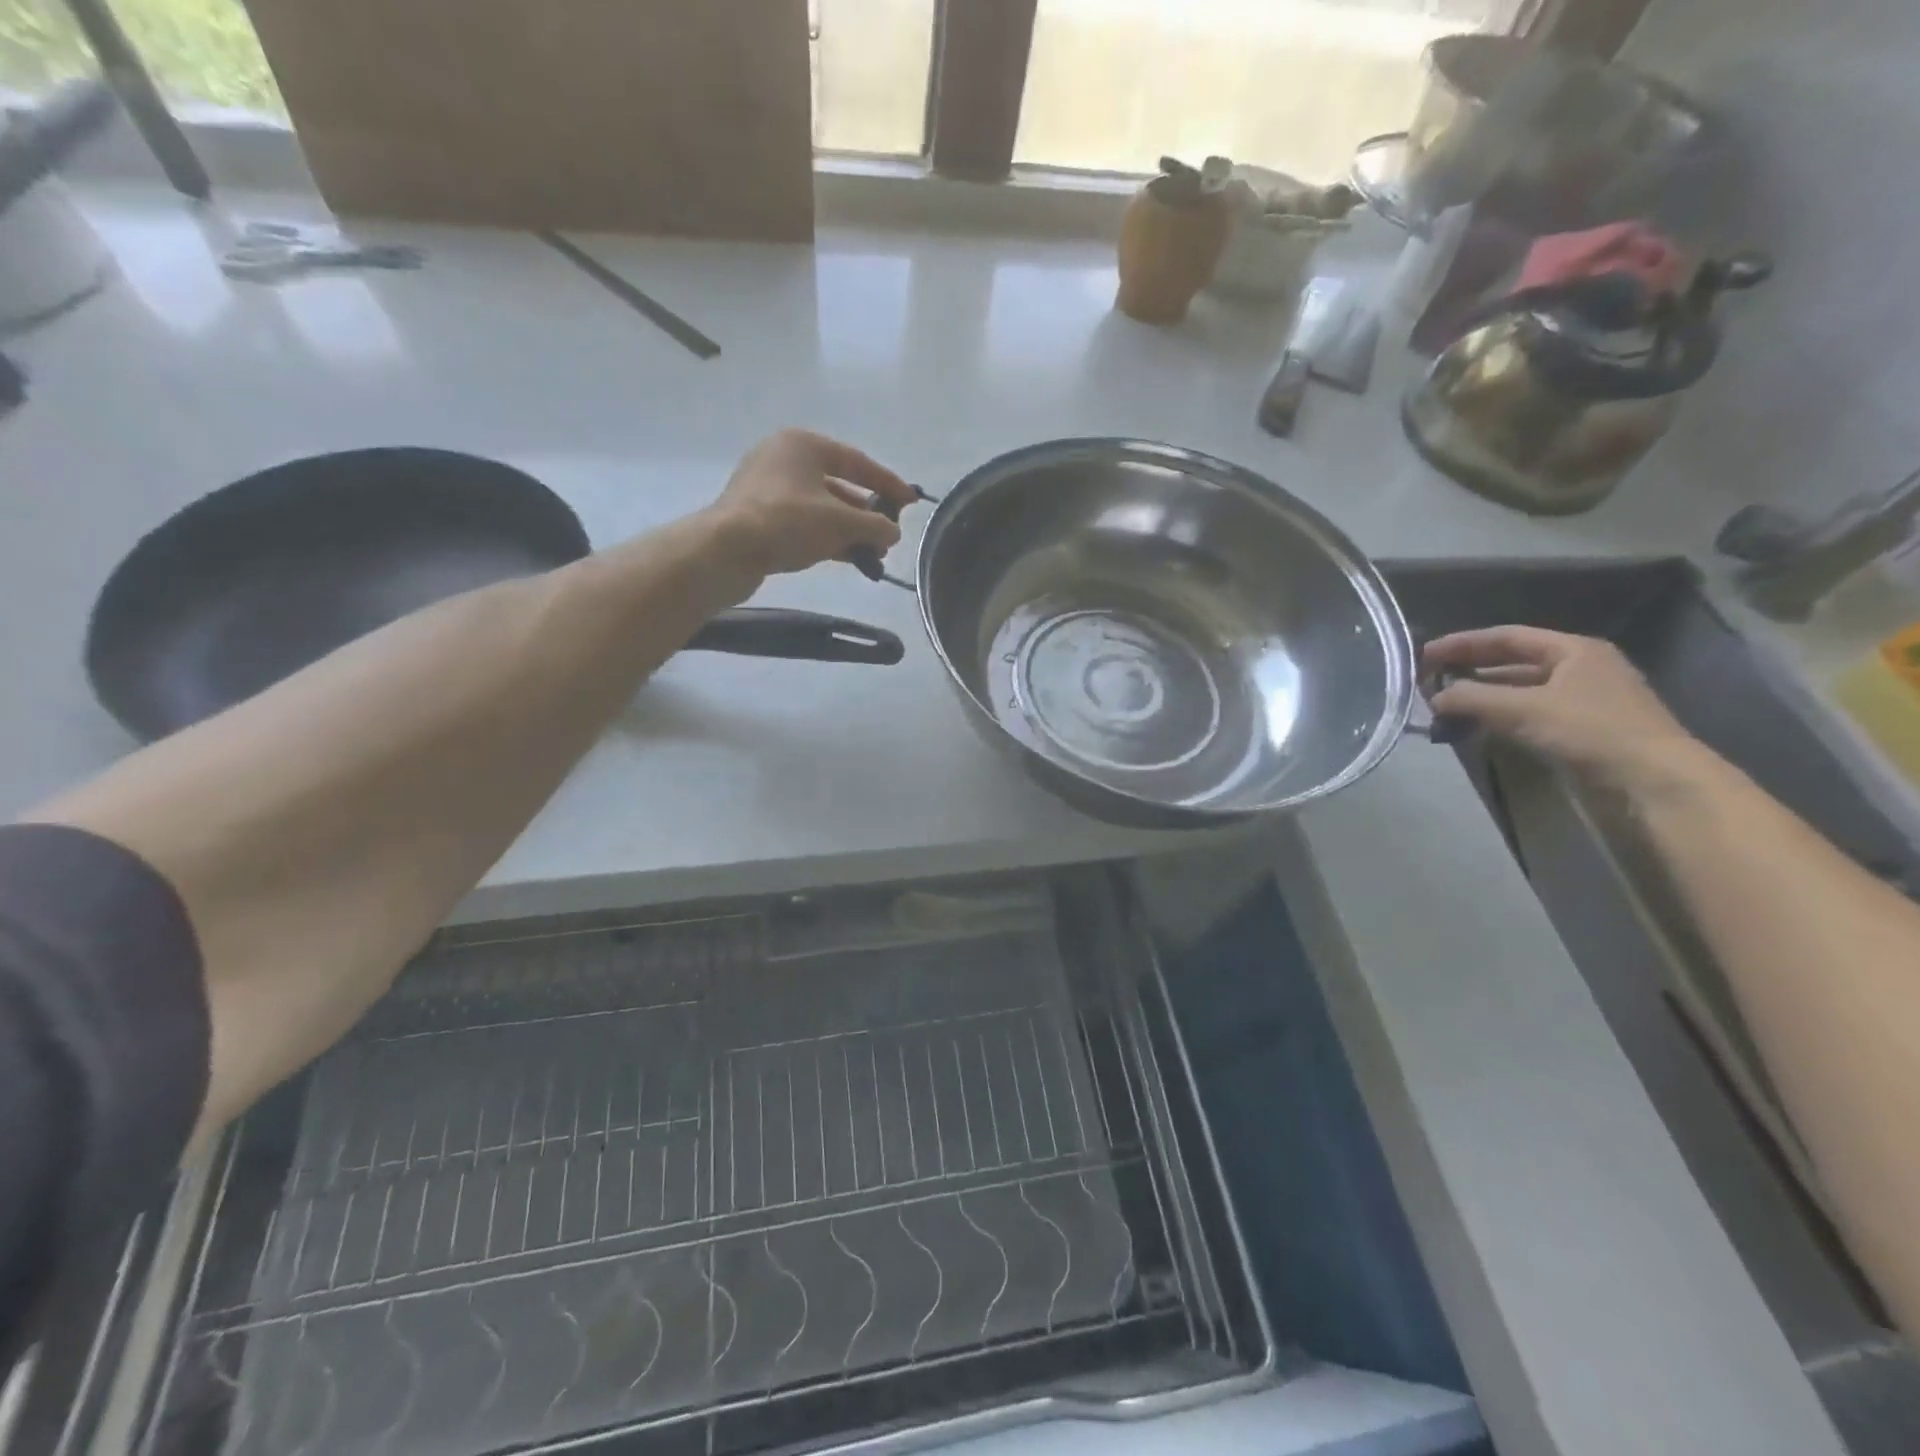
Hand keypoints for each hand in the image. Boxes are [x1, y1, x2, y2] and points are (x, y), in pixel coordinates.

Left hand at [703, 429, 914, 580]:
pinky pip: (804, 523)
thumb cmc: (786, 522)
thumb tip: (893, 532)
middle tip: (890, 534)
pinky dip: (828, 537)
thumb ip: (874, 525)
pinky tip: (849, 557)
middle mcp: (784, 459)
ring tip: (874, 553)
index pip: (857, 462)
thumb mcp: (839, 522)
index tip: (911, 502)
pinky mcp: (760, 517)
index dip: (888, 483)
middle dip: (867, 513)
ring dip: (849, 529)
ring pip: (821, 507)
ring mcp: (769, 489)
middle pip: (839, 484)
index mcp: (803, 445)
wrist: (726, 551)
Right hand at [1425, 627, 1700, 789]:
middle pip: (1513, 662)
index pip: (1507, 637)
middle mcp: (1580, 669)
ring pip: (1520, 691)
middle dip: (1471, 670)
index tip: (1425, 654)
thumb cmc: (1592, 731)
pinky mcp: (1581, 731)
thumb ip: (1473, 699)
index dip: (1464, 643)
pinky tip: (1477, 727)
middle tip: (1431, 680)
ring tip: (1446, 706)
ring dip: (1483, 697)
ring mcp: (1582, 701)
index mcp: (1574, 650)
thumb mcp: (1524, 709)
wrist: (1653, 782)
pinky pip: (1529, 715)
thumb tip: (1434, 698)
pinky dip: (1500, 717)